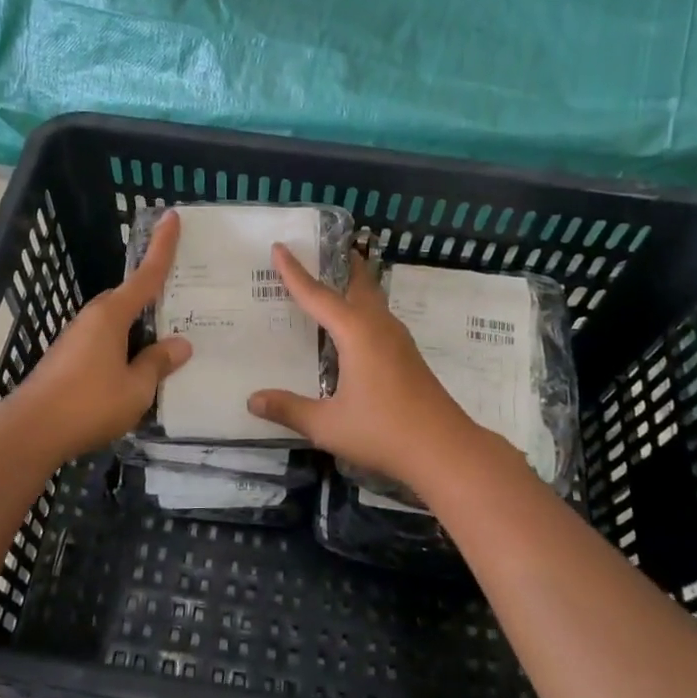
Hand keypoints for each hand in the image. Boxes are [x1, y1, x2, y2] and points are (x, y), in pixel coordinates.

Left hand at [6, 210, 192, 464]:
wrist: (30, 431)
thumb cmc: (89, 404)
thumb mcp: (136, 388)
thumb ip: (158, 363)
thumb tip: (180, 344)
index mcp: (112, 315)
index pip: (146, 275)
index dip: (162, 247)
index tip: (171, 216)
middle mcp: (92, 318)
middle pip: (129, 298)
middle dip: (152, 296)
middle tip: (182, 301)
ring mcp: (76, 338)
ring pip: (116, 323)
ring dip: (138, 327)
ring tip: (165, 342)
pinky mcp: (67, 359)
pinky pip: (105, 342)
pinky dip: (123, 346)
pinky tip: (135, 368)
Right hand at [246, 247, 494, 493]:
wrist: (444, 449)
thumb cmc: (382, 431)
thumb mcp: (327, 424)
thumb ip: (289, 410)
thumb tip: (252, 400)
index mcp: (356, 333)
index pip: (317, 295)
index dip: (295, 273)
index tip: (279, 248)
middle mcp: (378, 327)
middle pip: (358, 284)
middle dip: (340, 264)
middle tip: (321, 249)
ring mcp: (398, 340)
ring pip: (373, 301)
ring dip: (354, 286)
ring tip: (334, 283)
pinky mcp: (408, 356)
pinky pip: (379, 319)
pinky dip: (362, 309)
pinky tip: (354, 330)